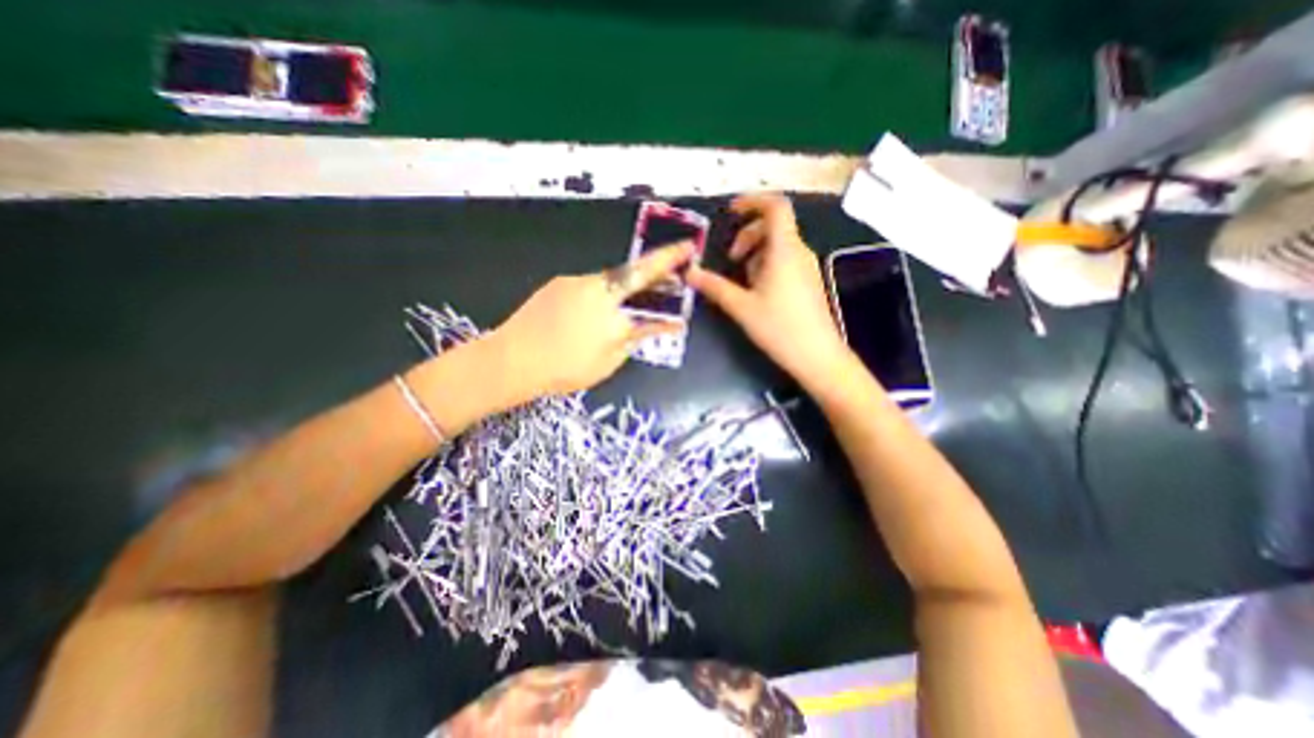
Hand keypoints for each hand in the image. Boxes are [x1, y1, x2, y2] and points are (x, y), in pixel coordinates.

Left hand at [481, 243, 689, 403]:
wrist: (510, 360)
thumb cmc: (565, 368)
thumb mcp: (610, 359)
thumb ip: (639, 337)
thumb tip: (666, 324)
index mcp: (612, 304)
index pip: (648, 275)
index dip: (670, 260)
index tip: (688, 247)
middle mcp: (596, 285)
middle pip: (631, 273)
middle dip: (653, 275)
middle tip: (666, 283)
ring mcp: (574, 281)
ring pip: (608, 282)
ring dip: (624, 290)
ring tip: (628, 309)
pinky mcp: (557, 284)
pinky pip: (588, 286)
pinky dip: (600, 296)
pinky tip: (593, 314)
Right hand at [688, 195, 852, 389]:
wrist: (817, 356)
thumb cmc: (779, 328)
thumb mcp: (741, 307)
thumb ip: (714, 286)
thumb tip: (689, 272)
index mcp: (784, 249)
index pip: (775, 206)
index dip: (753, 201)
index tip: (731, 212)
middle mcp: (799, 252)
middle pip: (773, 226)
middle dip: (747, 235)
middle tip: (731, 259)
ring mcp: (806, 267)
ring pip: (778, 245)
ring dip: (755, 254)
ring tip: (743, 281)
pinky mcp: (808, 282)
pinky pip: (785, 261)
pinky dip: (767, 266)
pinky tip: (758, 292)